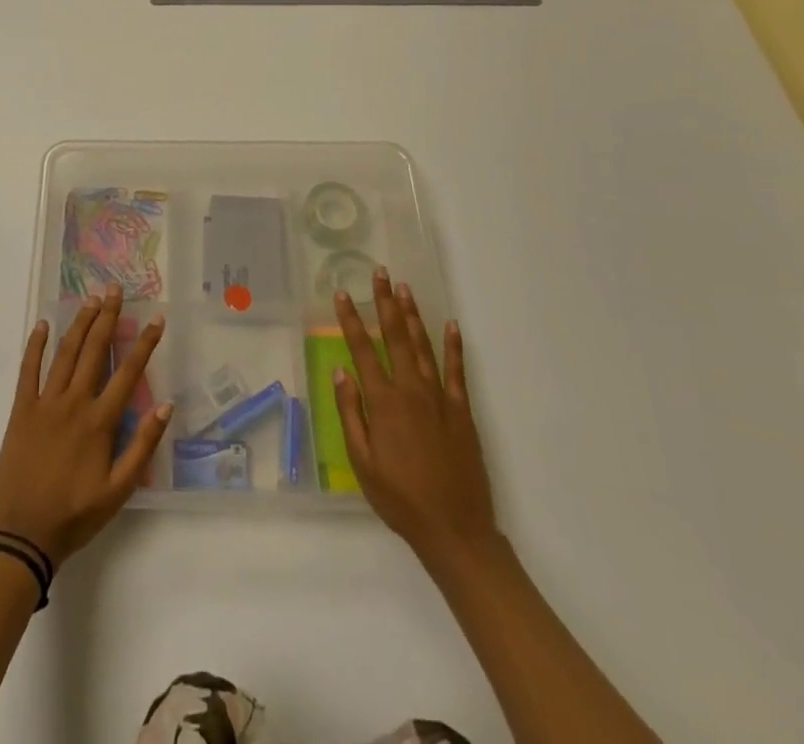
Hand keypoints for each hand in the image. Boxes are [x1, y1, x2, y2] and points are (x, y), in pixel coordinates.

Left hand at [0, 285, 171, 566]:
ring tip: (91, 300)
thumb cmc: (75, 515)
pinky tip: (43, 325)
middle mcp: (73, 403)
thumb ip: (142, 447)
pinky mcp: (21, 410)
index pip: (127, 373)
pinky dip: (36, 346)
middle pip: (94, 351)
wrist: (22, 535)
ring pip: (65, 354)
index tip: (156, 320)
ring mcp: (45, 404)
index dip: (144, 344)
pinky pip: (28, 371)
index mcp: (99, 422)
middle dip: (107, 318)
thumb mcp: (119, 491)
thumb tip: (165, 406)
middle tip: (115, 290)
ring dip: (79, 324)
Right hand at [333, 269, 499, 570]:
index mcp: (384, 403)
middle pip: (395, 337)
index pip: (362, 350)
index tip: (343, 294)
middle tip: (380, 273)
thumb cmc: (400, 499)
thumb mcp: (362, 463)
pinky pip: (457, 370)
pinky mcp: (462, 410)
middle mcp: (411, 390)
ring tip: (405, 288)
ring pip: (423, 346)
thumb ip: (351, 414)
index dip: (351, 320)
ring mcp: (440, 398)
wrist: (455, 529)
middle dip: (385, 303)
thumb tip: (341, 371)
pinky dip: (453, 346)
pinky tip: (451, 325)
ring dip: (413, 315)